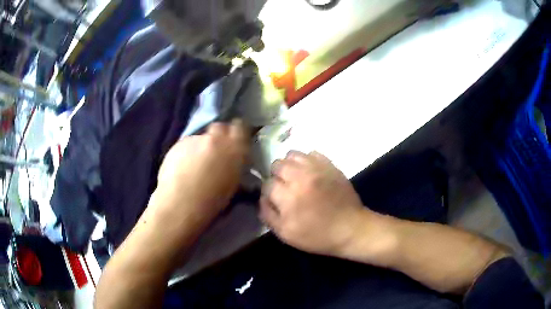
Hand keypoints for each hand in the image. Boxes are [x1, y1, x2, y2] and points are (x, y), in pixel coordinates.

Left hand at [152, 120, 249, 226]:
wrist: (181, 203)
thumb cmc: (212, 201)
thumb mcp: (232, 183)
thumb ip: (234, 163)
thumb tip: (232, 158)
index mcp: (234, 148)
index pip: (240, 127)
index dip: (237, 131)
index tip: (234, 138)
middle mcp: (216, 138)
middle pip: (219, 127)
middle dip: (218, 135)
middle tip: (214, 150)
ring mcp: (195, 139)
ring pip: (201, 137)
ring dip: (201, 146)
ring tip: (194, 164)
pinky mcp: (178, 143)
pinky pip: (187, 145)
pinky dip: (186, 152)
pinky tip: (182, 167)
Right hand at [260, 151, 368, 255]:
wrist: (350, 229)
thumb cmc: (317, 236)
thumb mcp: (286, 234)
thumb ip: (268, 215)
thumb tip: (262, 198)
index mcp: (289, 197)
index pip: (267, 184)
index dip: (269, 192)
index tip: (276, 199)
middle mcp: (301, 178)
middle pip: (277, 165)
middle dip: (277, 176)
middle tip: (285, 187)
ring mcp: (317, 169)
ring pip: (292, 155)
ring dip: (290, 165)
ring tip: (296, 177)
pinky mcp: (330, 165)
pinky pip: (312, 153)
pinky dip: (307, 161)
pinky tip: (310, 173)